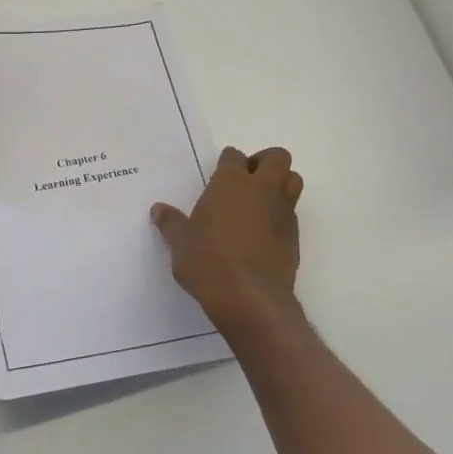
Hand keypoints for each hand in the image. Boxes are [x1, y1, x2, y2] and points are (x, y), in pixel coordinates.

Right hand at [152, 147, 303, 330]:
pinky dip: (281, 216)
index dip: (227, 162)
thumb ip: (171, 223)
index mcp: (230, 183)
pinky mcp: (294, 237)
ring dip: (281, 184)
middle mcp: (261, 190)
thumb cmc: (208, 262)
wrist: (249, 298)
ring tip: (259, 203)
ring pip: (294, 180)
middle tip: (247, 180)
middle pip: (277, 157)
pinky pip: (292, 213)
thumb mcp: (180, 244)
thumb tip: (158, 210)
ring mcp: (282, 212)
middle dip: (264, 162)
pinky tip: (263, 234)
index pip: (234, 156)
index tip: (219, 174)